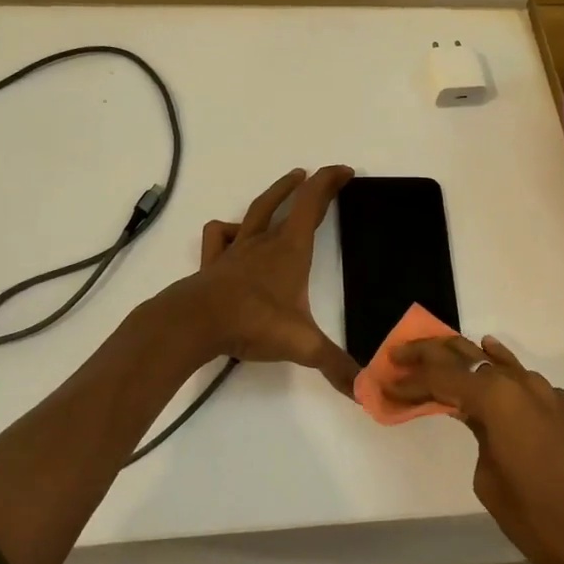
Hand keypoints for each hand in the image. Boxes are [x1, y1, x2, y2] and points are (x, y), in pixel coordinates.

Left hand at [165, 166, 358, 394]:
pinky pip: (220, 235)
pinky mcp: (213, 263)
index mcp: (290, 250)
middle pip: (290, 202)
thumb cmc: (253, 322)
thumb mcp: (302, 344)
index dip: (329, 182)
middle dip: (311, 186)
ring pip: (256, 210)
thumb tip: (367, 392)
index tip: (345, 171)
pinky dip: (229, 230)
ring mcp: (236, 249)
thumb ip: (336, 366)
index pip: (313, 203)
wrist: (195, 322)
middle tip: (325, 177)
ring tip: (289, 181)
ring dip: (275, 194)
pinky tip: (235, 235)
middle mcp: (264, 242)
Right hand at [387, 335, 563, 563]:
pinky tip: (489, 358)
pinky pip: (520, 376)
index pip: (441, 377)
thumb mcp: (491, 484)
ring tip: (435, 356)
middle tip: (399, 354)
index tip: (385, 380)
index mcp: (497, 398)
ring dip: (463, 358)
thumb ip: (479, 440)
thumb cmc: (546, 520)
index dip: (410, 378)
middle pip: (466, 355)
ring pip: (495, 361)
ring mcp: (545, 392)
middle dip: (430, 353)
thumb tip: (483, 426)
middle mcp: (520, 383)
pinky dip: (498, 367)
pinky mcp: (563, 407)